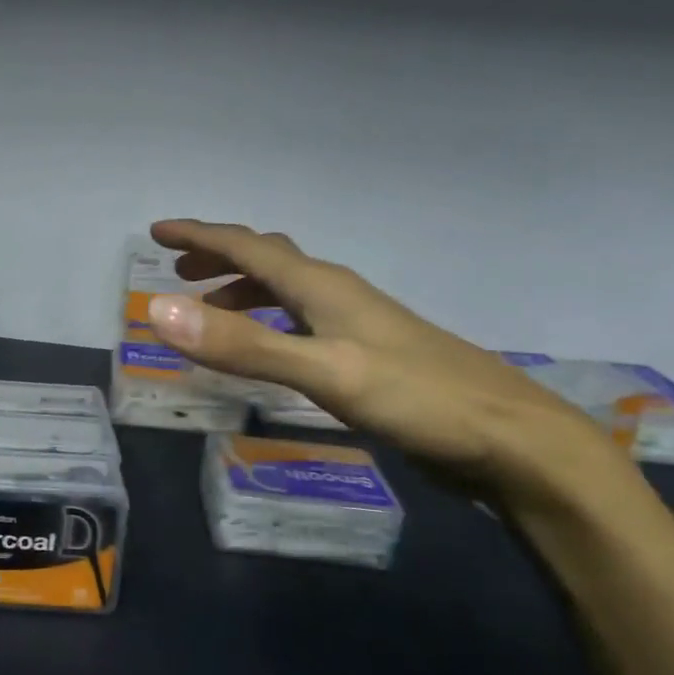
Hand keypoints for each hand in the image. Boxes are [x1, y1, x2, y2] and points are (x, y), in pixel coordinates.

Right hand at [143, 219, 625, 507]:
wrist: (515, 443)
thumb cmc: (418, 399)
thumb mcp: (322, 372)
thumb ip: (242, 345)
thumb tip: (160, 310)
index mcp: (322, 286)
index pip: (248, 247)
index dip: (200, 236)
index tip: (158, 231)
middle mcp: (337, 295)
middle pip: (268, 260)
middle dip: (219, 258)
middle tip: (178, 269)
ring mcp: (357, 326)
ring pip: (287, 292)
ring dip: (243, 291)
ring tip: (209, 310)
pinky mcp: (368, 357)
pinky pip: (301, 322)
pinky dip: (269, 323)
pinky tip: (270, 349)